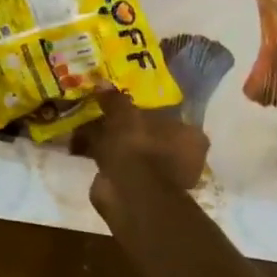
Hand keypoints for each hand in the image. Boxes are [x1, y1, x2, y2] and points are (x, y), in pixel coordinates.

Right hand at [75, 91, 209, 227]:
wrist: (130, 193)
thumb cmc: (138, 147)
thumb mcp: (123, 114)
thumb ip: (115, 100)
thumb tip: (103, 83)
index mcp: (191, 137)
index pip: (171, 118)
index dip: (147, 112)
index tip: (125, 107)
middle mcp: (184, 159)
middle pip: (152, 137)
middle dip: (128, 130)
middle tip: (104, 118)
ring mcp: (164, 178)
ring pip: (135, 154)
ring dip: (115, 146)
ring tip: (87, 134)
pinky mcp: (142, 192)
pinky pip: (122, 169)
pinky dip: (106, 162)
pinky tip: (85, 152)